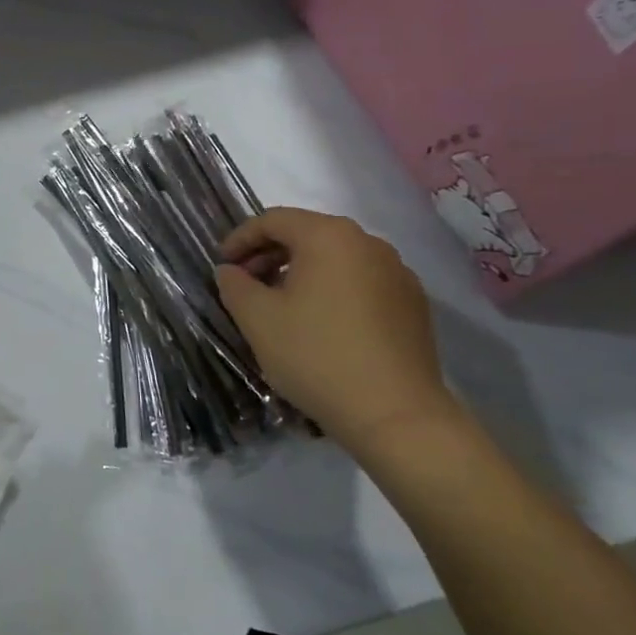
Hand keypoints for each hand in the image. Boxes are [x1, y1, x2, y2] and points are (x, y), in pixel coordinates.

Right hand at [215, 208, 463, 454]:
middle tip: (245, 284)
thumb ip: (234, 285)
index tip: (222, 265)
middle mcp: (369, 243)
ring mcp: (398, 273)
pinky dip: (332, 290)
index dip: (240, 238)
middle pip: (307, 234)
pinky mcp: (413, 305)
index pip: (273, 220)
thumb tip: (230, 271)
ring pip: (336, 259)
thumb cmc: (316, 355)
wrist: (395, 414)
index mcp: (329, 236)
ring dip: (300, 273)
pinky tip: (319, 324)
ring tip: (279, 305)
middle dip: (270, 255)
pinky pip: (361, 282)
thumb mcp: (257, 319)